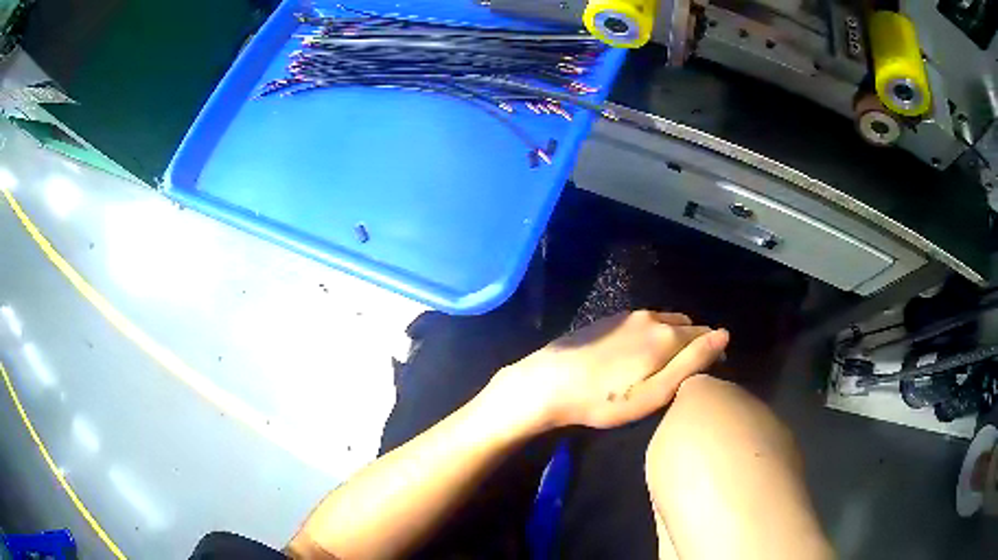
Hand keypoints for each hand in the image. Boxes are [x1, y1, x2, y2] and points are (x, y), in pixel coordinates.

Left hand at [487, 310, 729, 431]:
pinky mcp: (608, 319)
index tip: (708, 373)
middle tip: (683, 373)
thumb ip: (692, 362)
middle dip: (693, 343)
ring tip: (663, 365)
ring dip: (672, 337)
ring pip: (664, 322)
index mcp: (667, 334)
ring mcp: (628, 316)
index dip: (711, 352)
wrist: (549, 383)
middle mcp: (652, 317)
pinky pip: (643, 322)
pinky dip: (652, 334)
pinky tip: (637, 355)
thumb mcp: (655, 392)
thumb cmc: (605, 399)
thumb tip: (724, 335)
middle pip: (686, 326)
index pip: (705, 335)